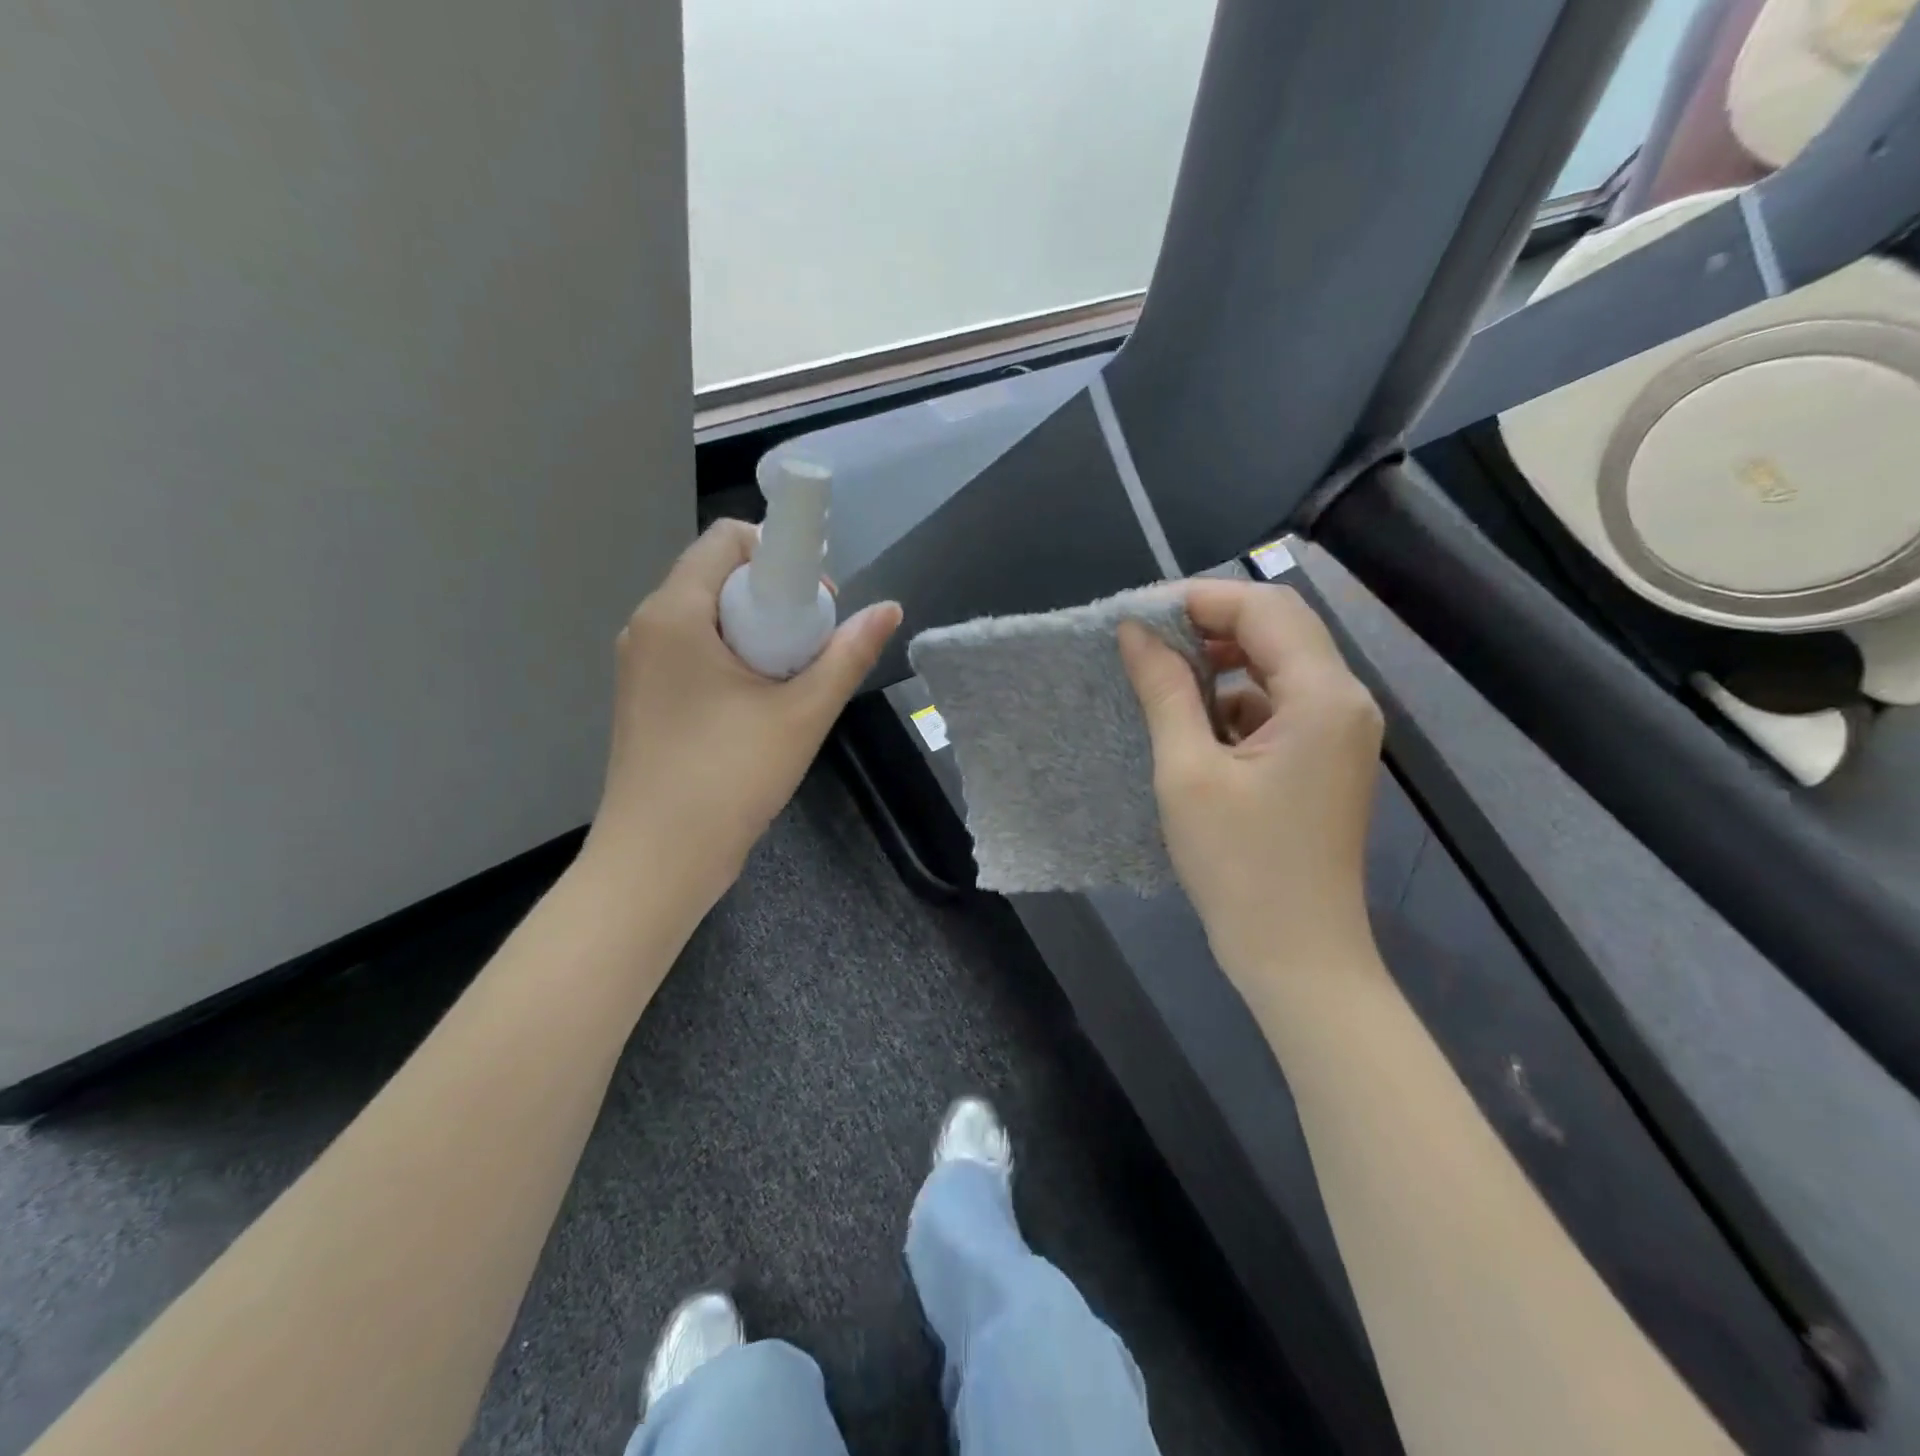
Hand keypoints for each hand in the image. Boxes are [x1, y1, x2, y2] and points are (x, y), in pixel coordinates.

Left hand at [584, 519, 901, 911]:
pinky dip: (732, 660)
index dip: (780, 555)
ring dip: (756, 633)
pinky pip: (695, 651)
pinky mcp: (645, 696)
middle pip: (719, 576)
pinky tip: (758, 707)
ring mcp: (640, 664)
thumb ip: (848, 654)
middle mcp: (648, 625)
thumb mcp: (803, 713)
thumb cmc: (729, 777)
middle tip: (810, 651)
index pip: (728, 538)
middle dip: (774, 599)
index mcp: (675, 612)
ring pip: (709, 617)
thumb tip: (890, 609)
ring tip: (789, 684)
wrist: (659, 860)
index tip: (815, 606)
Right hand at [1118, 578, 1383, 985]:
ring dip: (1221, 661)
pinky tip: (1194, 723)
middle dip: (1210, 623)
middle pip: (1279, 628)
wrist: (1297, 956)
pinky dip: (1235, 698)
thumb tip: (1135, 631)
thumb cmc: (1238, 866)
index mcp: (1323, 697)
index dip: (1199, 599)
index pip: (1264, 609)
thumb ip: (1165, 690)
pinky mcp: (1325, 758)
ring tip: (1161, 677)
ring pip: (1279, 664)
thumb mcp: (1187, 772)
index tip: (1137, 613)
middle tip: (1145, 639)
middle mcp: (1345, 702)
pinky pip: (1280, 703)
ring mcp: (1340, 732)